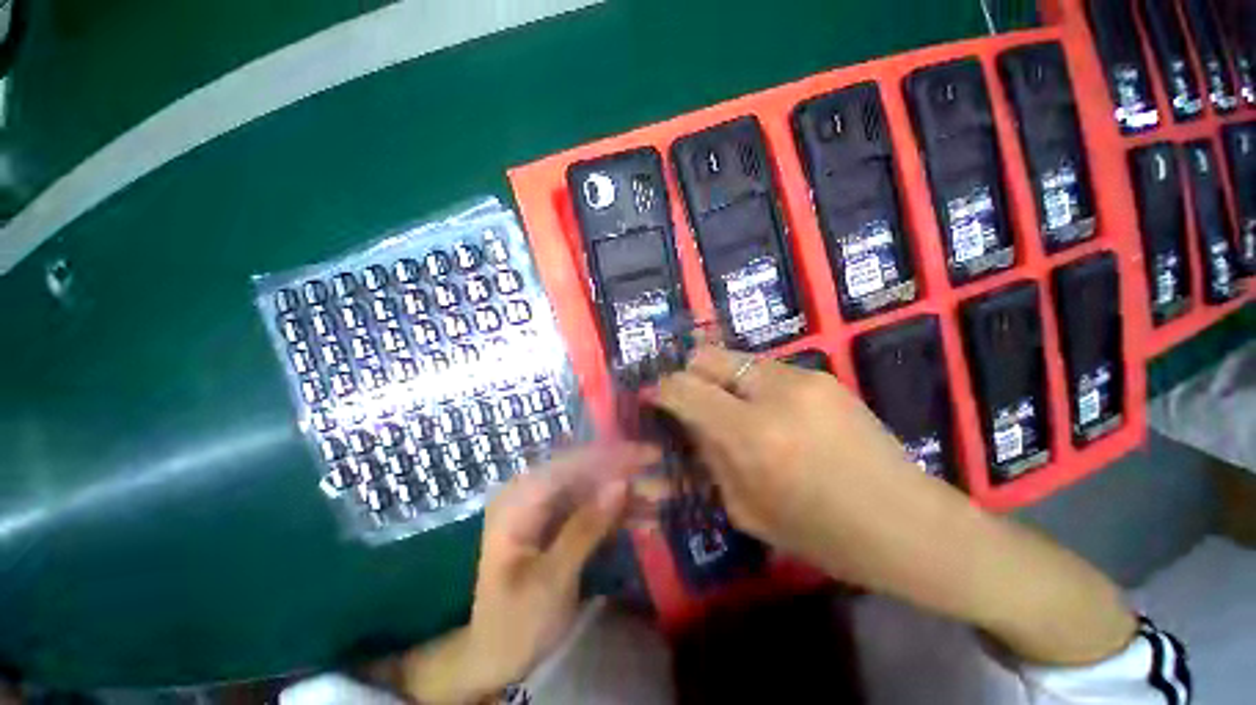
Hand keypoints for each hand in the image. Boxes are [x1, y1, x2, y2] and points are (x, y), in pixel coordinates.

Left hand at [398, 443, 658, 703]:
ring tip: (665, 497)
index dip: (613, 455)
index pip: (572, 462)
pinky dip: (621, 514)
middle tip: (665, 477)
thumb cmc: (514, 621)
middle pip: (587, 472)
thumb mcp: (550, 579)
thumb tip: (621, 483)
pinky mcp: (563, 523)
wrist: (496, 657)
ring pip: (596, 489)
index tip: (651, 455)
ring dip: (629, 494)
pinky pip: (596, 509)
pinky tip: (649, 519)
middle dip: (627, 474)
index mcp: (520, 498)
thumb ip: (585, 527)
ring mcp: (550, 508)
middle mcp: (535, 493)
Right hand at [655, 346, 1135, 665]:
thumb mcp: (747, 508)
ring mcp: (803, 377)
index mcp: (752, 435)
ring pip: (735, 359)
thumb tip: (685, 423)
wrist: (910, 524)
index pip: (684, 388)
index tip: (652, 398)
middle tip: (688, 400)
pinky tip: (765, 412)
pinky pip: (765, 369)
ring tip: (729, 409)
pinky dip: (749, 385)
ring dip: (720, 380)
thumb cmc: (823, 534)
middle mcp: (774, 393)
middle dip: (687, 374)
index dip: (660, 389)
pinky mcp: (822, 374)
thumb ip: (709, 456)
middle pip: (706, 356)